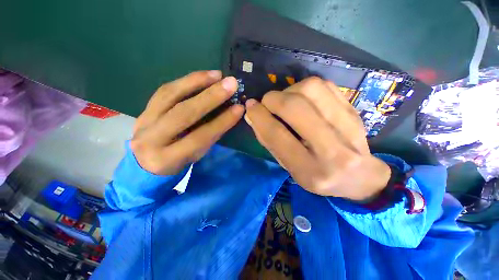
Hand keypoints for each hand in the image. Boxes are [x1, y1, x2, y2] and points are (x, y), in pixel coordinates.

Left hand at [130, 70, 243, 174]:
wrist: (145, 163)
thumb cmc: (177, 162)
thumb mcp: (195, 156)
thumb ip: (210, 137)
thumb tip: (228, 115)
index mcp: (168, 159)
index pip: (199, 137)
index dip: (221, 122)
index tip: (239, 109)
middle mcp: (151, 139)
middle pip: (183, 113)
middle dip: (210, 97)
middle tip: (230, 84)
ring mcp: (143, 121)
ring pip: (169, 95)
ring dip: (196, 82)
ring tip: (216, 75)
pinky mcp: (143, 109)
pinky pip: (164, 91)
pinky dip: (185, 81)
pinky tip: (201, 76)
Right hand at [244, 77, 390, 201]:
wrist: (359, 176)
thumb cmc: (317, 175)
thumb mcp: (289, 167)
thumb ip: (269, 141)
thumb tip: (252, 115)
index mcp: (310, 169)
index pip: (277, 135)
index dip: (259, 116)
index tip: (250, 107)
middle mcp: (331, 149)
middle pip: (294, 108)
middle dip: (272, 99)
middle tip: (267, 103)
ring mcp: (348, 126)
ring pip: (310, 89)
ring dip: (288, 91)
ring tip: (285, 101)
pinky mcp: (354, 110)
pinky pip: (324, 85)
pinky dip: (305, 87)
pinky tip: (302, 98)